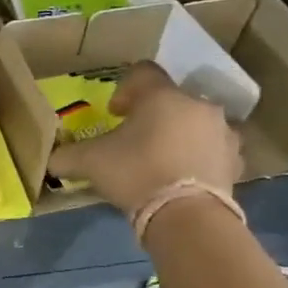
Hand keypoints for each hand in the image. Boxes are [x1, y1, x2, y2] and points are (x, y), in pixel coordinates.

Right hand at [47, 62, 242, 217]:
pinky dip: (199, 159)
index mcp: (161, 96)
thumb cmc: (135, 172)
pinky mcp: (235, 161)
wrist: (187, 214)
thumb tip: (52, 160)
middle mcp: (197, 105)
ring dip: (179, 135)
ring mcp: (222, 132)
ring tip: (161, 161)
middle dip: (154, 116)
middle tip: (135, 140)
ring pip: (196, 124)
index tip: (115, 114)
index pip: (142, 72)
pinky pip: (213, 151)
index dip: (124, 89)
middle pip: (172, 100)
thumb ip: (67, 156)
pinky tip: (183, 179)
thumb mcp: (89, 162)